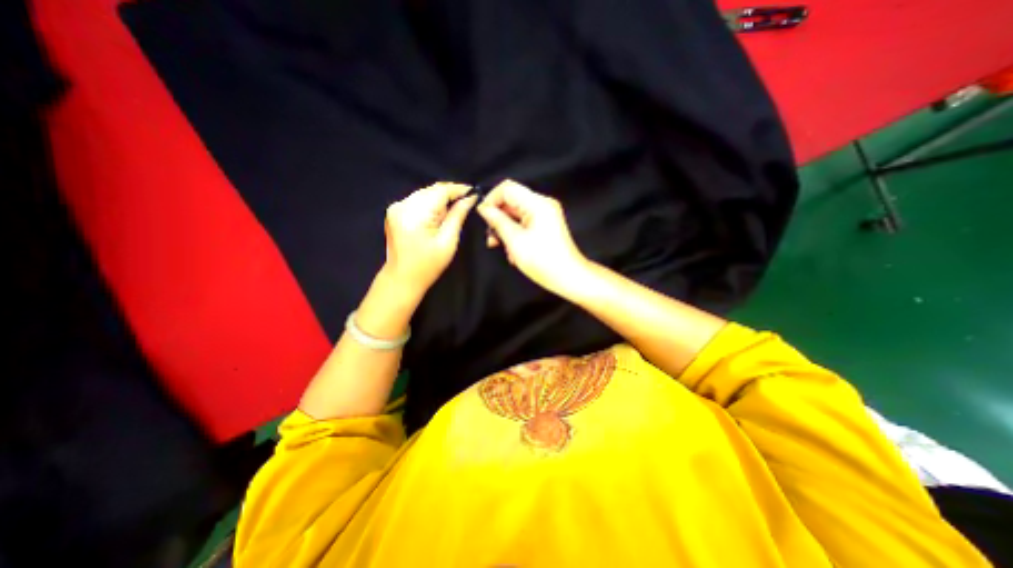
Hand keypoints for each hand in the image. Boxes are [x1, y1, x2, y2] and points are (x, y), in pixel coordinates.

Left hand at [385, 181, 478, 297]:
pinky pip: (417, 200)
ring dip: (440, 199)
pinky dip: (430, 204)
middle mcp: (402, 205)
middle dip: (450, 194)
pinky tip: (438, 215)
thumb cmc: (428, 265)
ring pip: (425, 194)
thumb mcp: (448, 242)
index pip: (440, 191)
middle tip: (467, 202)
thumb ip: (457, 216)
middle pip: (432, 190)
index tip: (474, 192)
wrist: (402, 278)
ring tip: (454, 210)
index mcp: (415, 213)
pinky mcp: (394, 211)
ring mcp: (396, 207)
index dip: (459, 189)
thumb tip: (469, 198)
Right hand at [478, 180, 590, 293]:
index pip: (507, 188)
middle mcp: (542, 204)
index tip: (483, 217)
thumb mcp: (515, 241)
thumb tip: (484, 208)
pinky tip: (513, 251)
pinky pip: (524, 223)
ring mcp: (545, 215)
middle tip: (491, 237)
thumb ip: (497, 221)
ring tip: (501, 247)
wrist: (569, 277)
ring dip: (505, 229)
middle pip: (512, 201)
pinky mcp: (546, 225)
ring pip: (516, 213)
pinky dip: (515, 234)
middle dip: (498, 218)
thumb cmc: (543, 261)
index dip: (491, 199)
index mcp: (537, 203)